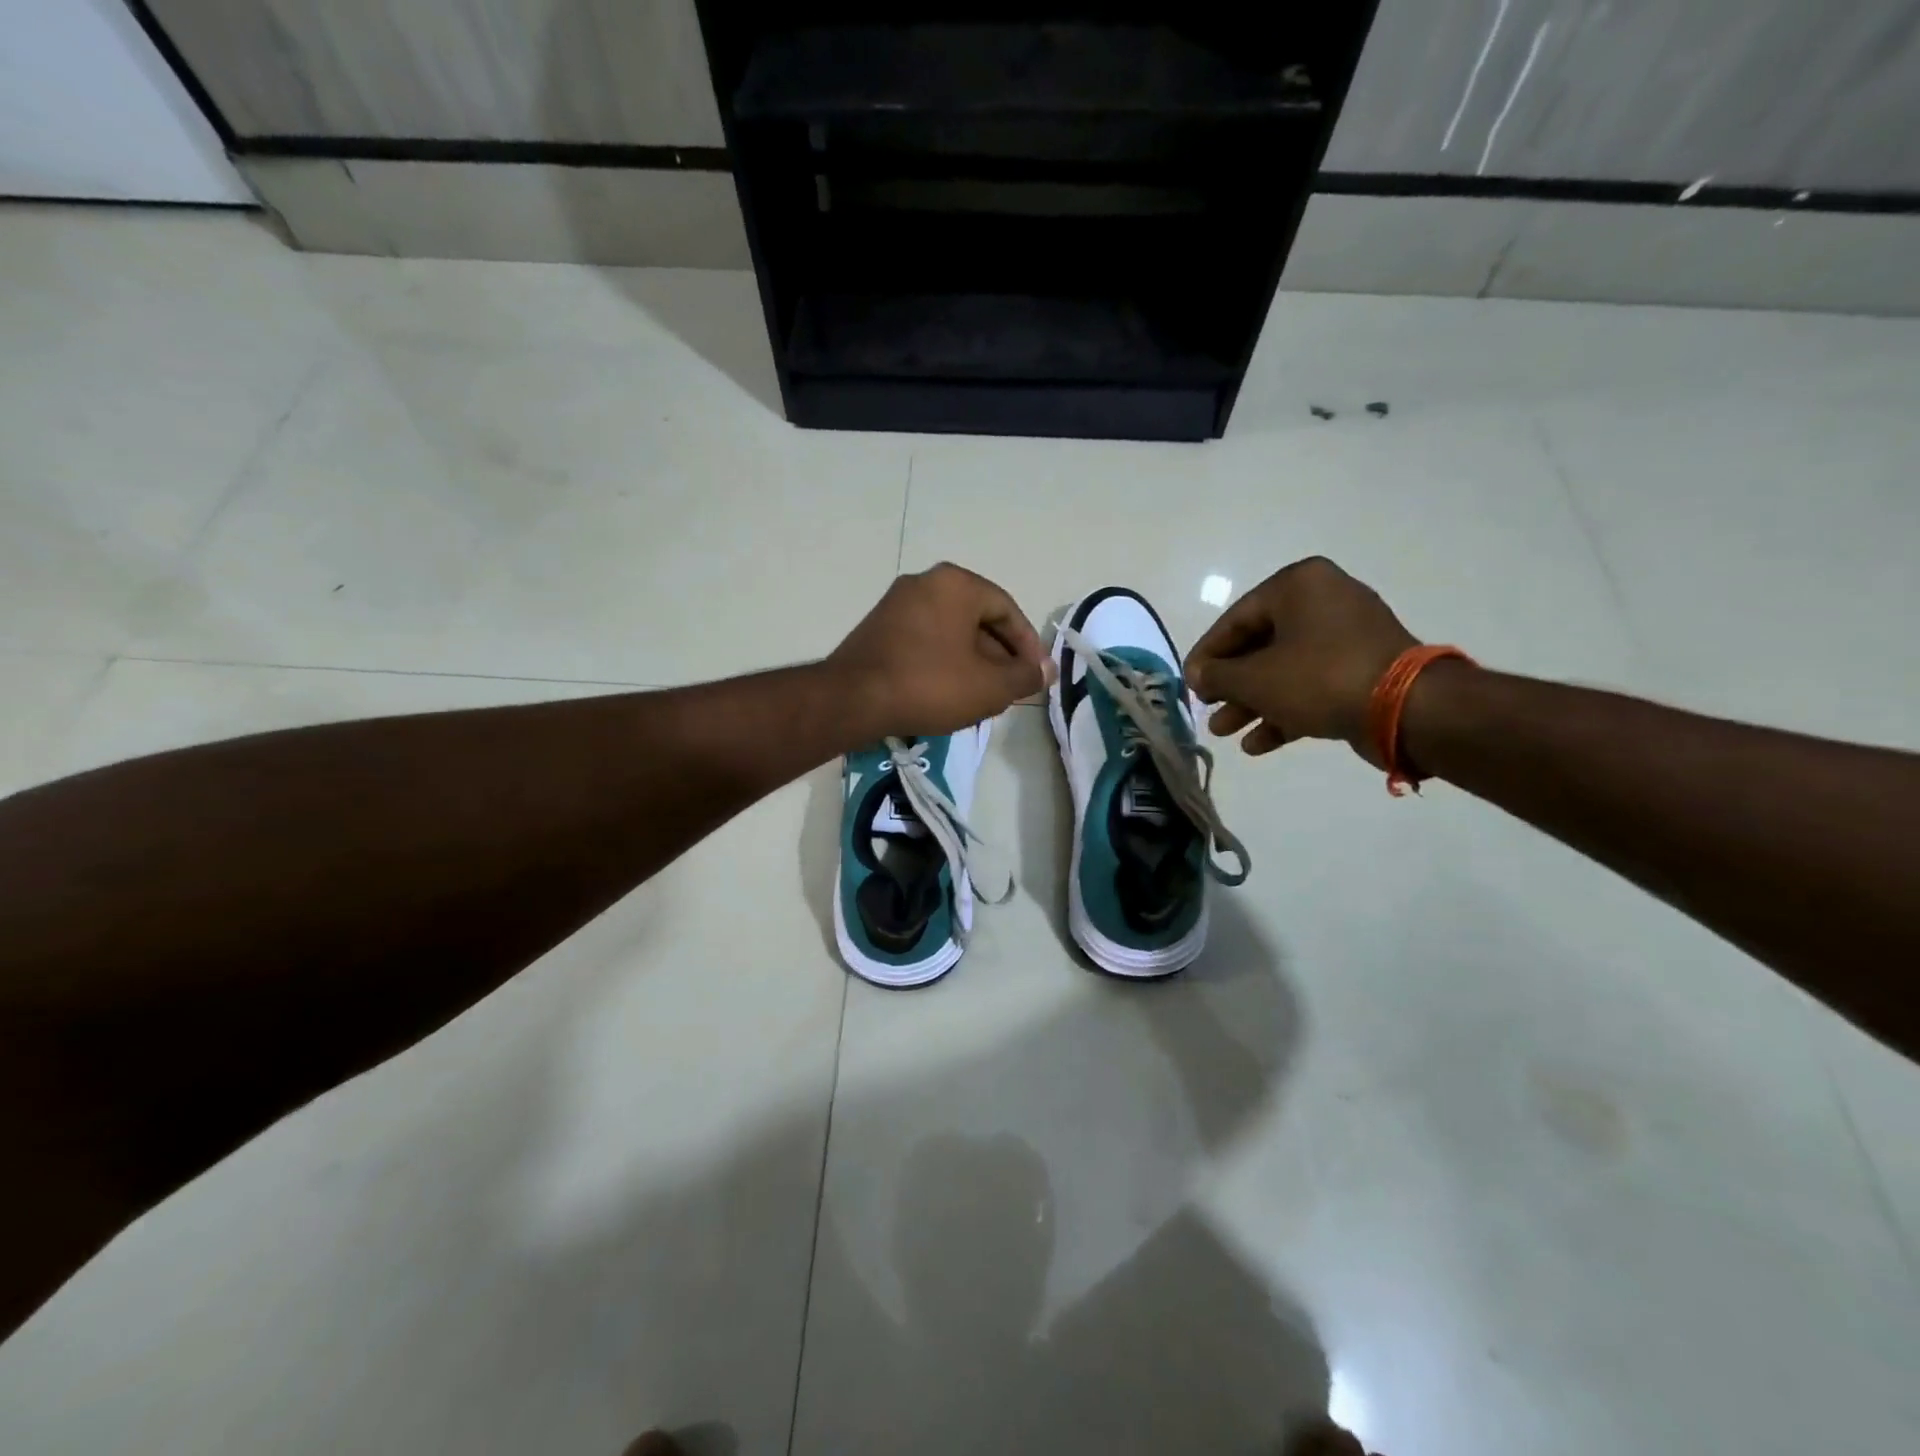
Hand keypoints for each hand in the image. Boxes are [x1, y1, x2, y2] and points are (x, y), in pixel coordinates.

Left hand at [827, 563, 1050, 739]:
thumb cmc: (931, 684)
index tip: (1034, 676)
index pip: (1007, 610)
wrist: (853, 699)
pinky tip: (947, 693)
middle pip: (977, 619)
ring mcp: (897, 603)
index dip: (1027, 646)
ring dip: (972, 662)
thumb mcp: (989, 686)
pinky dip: (943, 662)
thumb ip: (1024, 676)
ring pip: (951, 632)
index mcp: (956, 583)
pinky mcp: (878, 627)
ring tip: (981, 697)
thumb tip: (1044, 671)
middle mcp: (925, 582)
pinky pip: (925, 640)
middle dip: (999, 656)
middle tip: (1009, 689)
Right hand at [1184, 557, 1416, 762]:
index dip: (1207, 656)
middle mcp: (1324, 600)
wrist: (1404, 708)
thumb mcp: (1255, 678)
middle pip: (1260, 645)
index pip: (1235, 619)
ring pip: (1285, 669)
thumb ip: (1217, 675)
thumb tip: (1196, 675)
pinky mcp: (1363, 668)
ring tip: (1225, 732)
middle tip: (1209, 710)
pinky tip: (1258, 743)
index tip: (1189, 684)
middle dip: (1232, 685)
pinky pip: (1312, 684)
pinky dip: (1285, 709)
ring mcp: (1348, 635)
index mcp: (1298, 586)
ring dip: (1253, 702)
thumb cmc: (1318, 678)